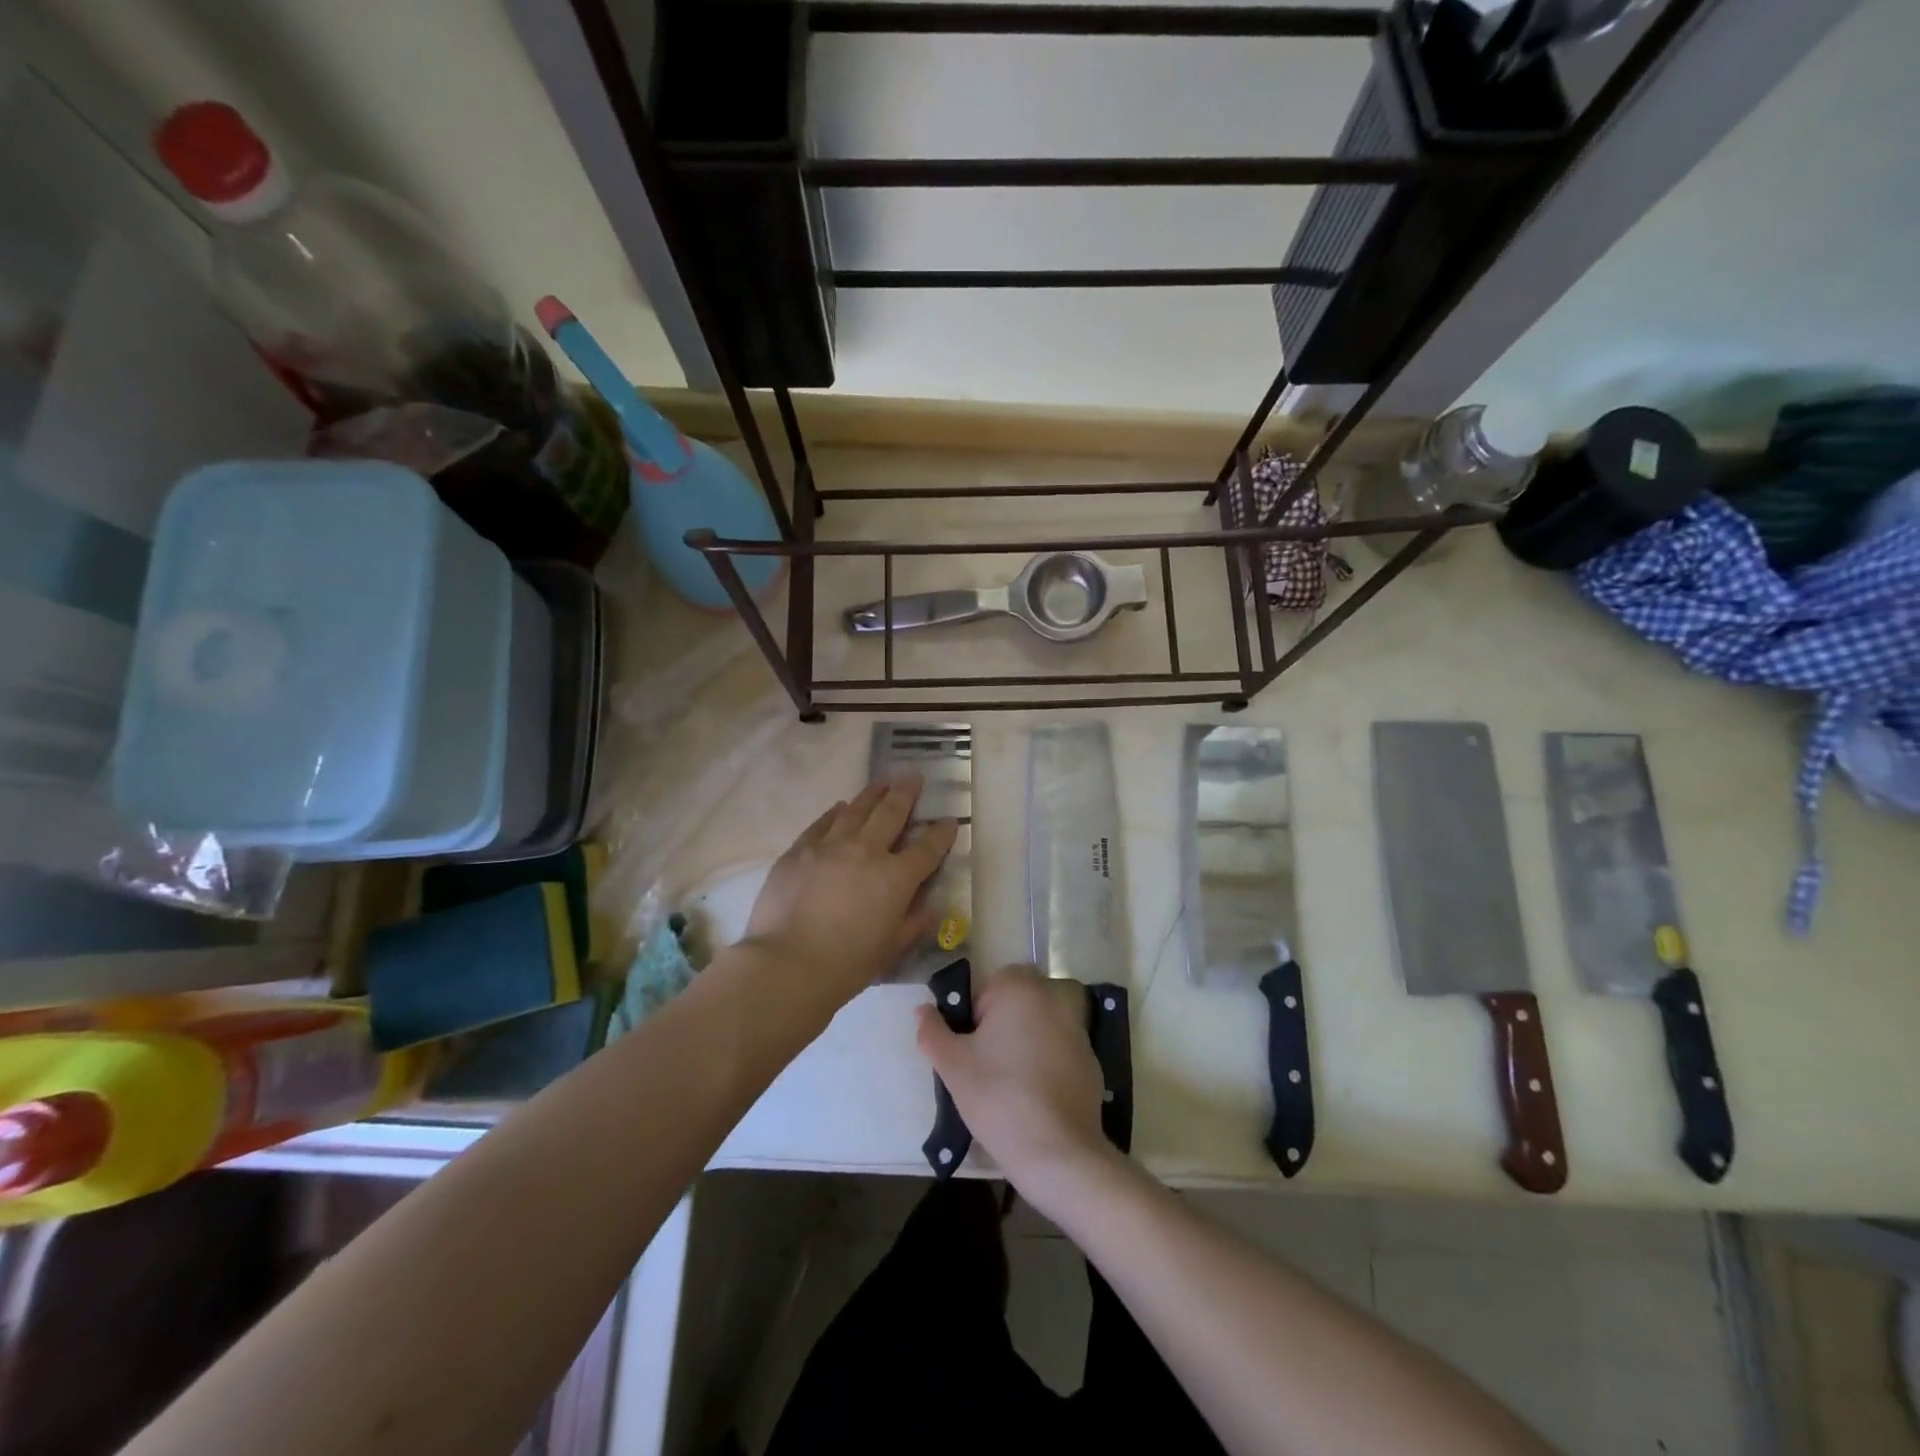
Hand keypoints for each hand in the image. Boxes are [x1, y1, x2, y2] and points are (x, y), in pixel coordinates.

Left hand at [743, 776, 958, 1014]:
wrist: (787, 965)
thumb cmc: (847, 965)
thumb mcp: (892, 949)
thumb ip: (915, 922)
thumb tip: (931, 906)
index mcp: (896, 877)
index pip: (928, 848)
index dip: (942, 833)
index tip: (949, 821)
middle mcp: (866, 851)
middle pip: (891, 812)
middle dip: (906, 792)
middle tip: (913, 776)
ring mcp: (829, 846)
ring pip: (856, 809)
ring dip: (873, 793)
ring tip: (882, 782)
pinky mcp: (799, 850)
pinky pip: (822, 823)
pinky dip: (836, 813)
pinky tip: (841, 807)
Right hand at [915, 965, 1117, 1199]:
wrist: (1058, 1154)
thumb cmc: (999, 1098)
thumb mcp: (953, 1066)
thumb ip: (932, 1031)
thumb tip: (923, 1010)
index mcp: (1020, 989)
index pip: (988, 986)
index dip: (973, 1015)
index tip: (969, 1049)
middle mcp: (1053, 1000)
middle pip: (1015, 1004)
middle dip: (997, 1028)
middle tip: (983, 1068)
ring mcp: (1077, 1031)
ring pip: (1037, 1028)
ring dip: (1022, 1046)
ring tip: (1008, 1088)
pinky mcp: (1091, 1061)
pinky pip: (1057, 1053)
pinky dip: (1044, 1067)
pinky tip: (1035, 1101)